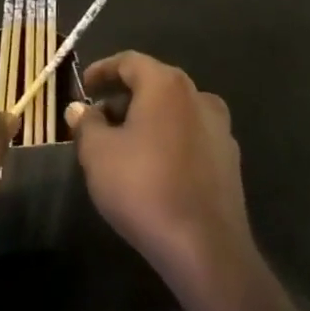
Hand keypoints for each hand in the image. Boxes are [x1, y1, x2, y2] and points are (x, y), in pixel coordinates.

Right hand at [67, 52, 256, 299]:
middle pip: (154, 84)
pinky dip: (168, 140)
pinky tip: (153, 166)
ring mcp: (220, 129)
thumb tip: (79, 109)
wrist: (206, 249)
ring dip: (147, 119)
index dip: (102, 70)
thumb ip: (86, 124)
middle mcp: (198, 96)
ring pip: (174, 111)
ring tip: (122, 144)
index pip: (129, 61)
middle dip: (123, 97)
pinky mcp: (230, 161)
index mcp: (166, 85)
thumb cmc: (143, 188)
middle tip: (98, 118)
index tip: (83, 86)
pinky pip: (190, 136)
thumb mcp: (98, 153)